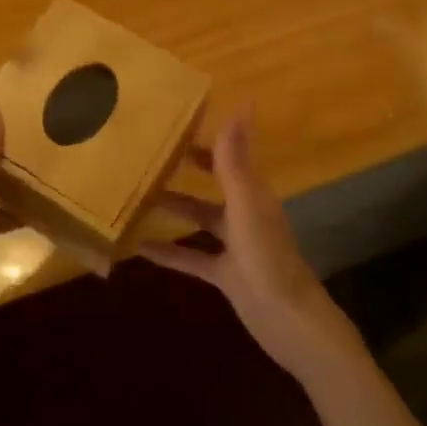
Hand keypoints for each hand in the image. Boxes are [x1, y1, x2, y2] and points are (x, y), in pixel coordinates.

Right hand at [142, 111, 360, 381]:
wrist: (287, 320)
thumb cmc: (266, 256)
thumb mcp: (246, 204)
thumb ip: (235, 159)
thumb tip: (242, 105)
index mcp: (253, 193)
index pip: (229, 155)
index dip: (207, 139)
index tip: (177, 122)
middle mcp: (244, 213)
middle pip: (214, 183)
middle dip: (188, 169)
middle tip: (152, 154)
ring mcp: (235, 245)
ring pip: (200, 218)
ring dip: (174, 207)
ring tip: (139, 196)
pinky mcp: (225, 274)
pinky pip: (191, 257)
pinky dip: (168, 252)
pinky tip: (139, 247)